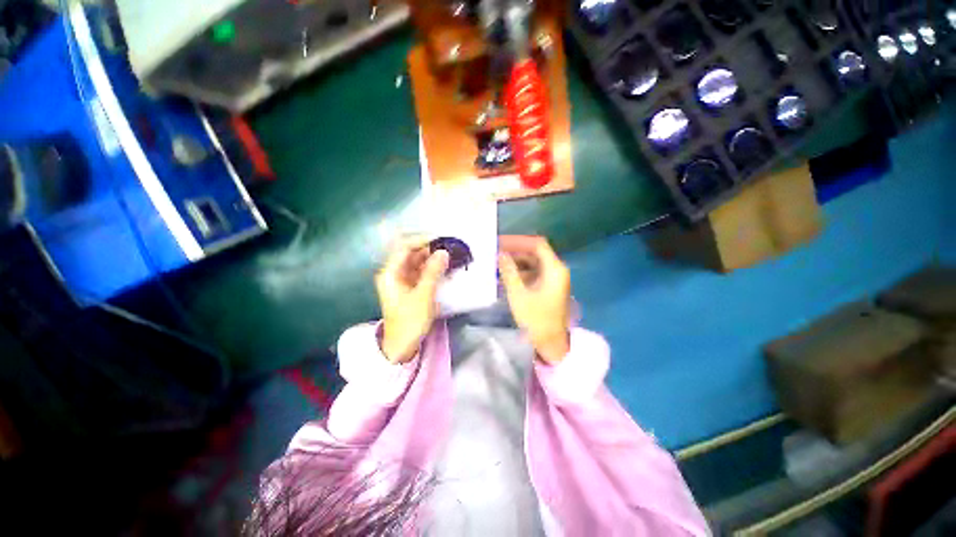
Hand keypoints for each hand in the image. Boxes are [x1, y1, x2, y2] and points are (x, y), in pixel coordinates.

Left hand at [375, 237, 448, 363]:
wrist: (401, 346)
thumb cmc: (410, 321)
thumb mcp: (423, 296)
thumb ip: (433, 272)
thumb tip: (443, 252)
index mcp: (390, 273)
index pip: (404, 247)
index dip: (422, 240)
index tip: (441, 239)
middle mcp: (393, 273)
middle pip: (410, 253)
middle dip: (429, 249)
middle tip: (449, 248)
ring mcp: (401, 280)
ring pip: (416, 262)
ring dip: (431, 258)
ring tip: (449, 256)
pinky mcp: (408, 287)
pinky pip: (420, 272)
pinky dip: (431, 269)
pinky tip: (443, 268)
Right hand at [498, 235, 570, 363]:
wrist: (551, 343)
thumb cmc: (536, 319)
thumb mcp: (519, 294)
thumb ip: (509, 271)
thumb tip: (500, 254)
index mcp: (554, 269)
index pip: (537, 244)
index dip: (518, 241)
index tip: (500, 242)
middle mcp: (556, 270)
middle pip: (535, 253)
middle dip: (515, 251)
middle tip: (495, 252)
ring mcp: (553, 279)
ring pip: (533, 263)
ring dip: (516, 262)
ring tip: (496, 263)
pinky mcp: (548, 287)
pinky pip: (533, 273)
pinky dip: (520, 272)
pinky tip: (505, 276)